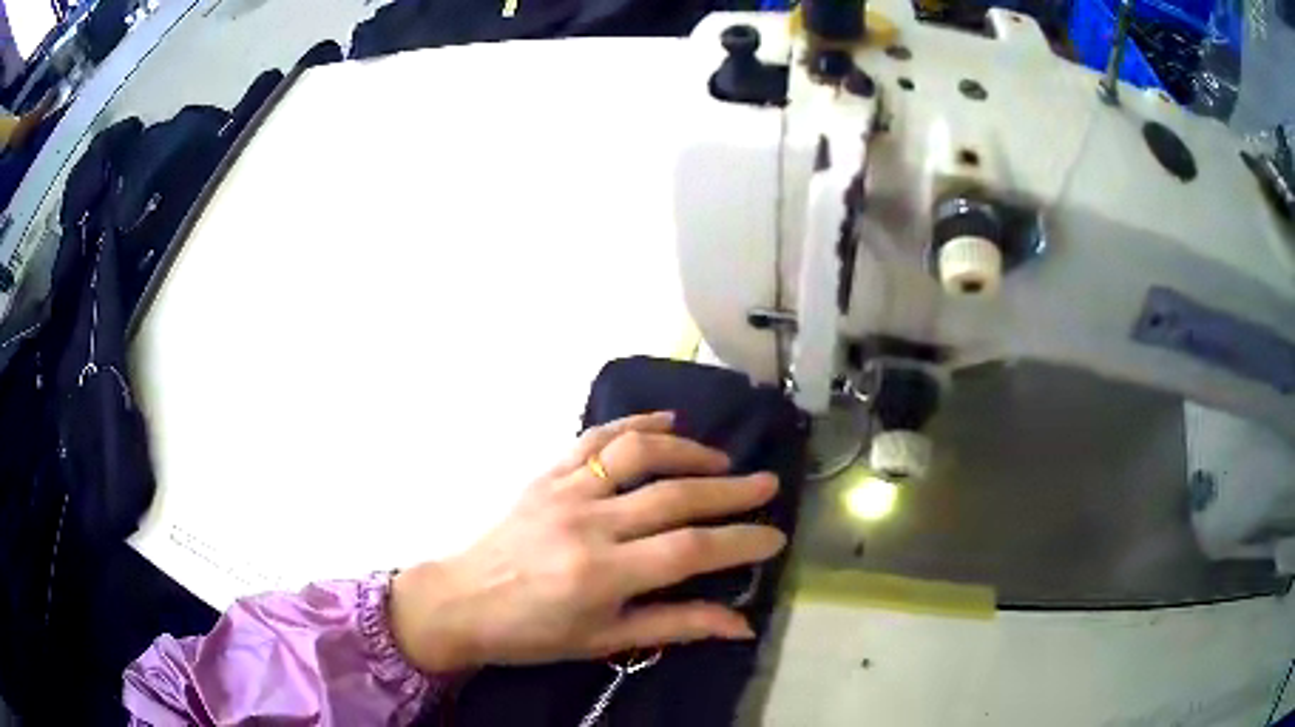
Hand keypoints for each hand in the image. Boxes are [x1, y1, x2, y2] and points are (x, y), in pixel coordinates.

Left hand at [390, 411, 785, 672]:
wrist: (463, 602)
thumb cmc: (534, 632)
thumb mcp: (606, 640)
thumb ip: (676, 626)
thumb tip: (741, 624)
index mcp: (603, 574)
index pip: (690, 549)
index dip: (740, 541)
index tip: (775, 536)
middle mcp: (588, 524)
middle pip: (674, 495)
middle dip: (730, 490)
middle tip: (767, 483)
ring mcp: (565, 491)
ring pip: (637, 454)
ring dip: (687, 450)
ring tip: (721, 459)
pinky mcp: (546, 475)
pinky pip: (594, 437)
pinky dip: (634, 423)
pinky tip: (666, 421)